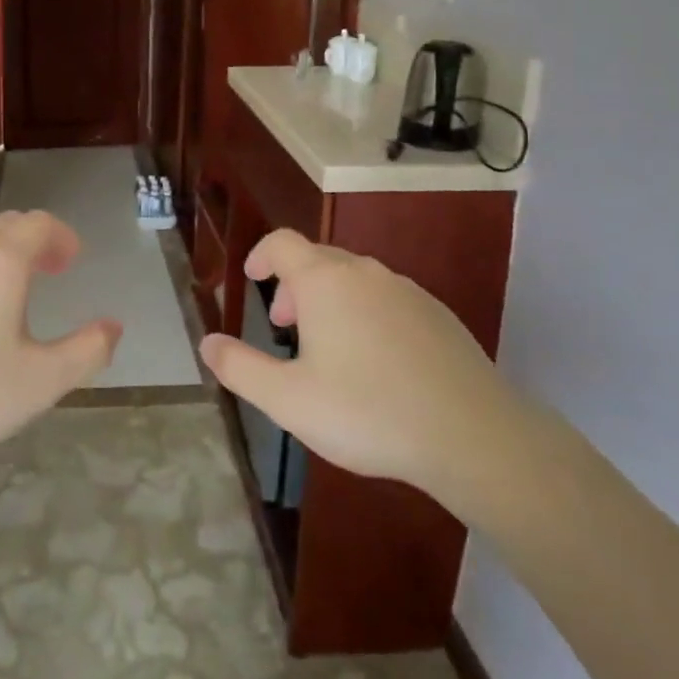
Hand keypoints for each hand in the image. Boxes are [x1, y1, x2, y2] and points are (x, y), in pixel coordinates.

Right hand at [198, 229, 526, 520]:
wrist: (472, 435)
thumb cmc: (367, 412)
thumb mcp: (288, 400)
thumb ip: (240, 368)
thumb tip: (207, 343)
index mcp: (324, 281)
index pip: (282, 243)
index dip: (260, 254)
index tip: (252, 278)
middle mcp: (365, 272)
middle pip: (318, 258)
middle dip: (293, 284)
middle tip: (285, 326)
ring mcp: (406, 290)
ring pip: (354, 279)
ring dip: (329, 300)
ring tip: (327, 348)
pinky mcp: (438, 314)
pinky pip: (387, 299)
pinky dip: (366, 314)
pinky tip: (375, 362)